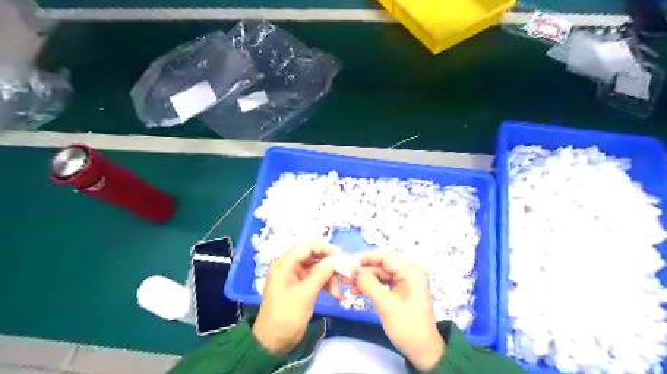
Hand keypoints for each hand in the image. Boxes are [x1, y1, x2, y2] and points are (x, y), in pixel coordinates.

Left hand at [251, 241, 340, 354]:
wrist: (273, 343)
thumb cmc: (286, 316)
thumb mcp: (305, 294)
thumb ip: (321, 273)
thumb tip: (336, 258)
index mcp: (285, 263)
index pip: (307, 246)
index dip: (325, 248)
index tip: (341, 257)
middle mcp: (289, 266)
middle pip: (314, 256)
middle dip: (330, 266)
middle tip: (344, 277)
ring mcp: (295, 276)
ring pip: (318, 268)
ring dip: (330, 278)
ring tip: (338, 293)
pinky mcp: (300, 286)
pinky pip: (316, 279)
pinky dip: (326, 284)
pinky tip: (336, 295)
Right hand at [351, 252, 444, 370]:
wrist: (423, 352)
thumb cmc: (407, 327)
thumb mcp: (385, 304)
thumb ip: (368, 284)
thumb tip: (352, 269)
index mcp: (410, 272)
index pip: (385, 257)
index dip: (365, 258)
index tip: (348, 263)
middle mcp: (409, 273)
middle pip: (382, 265)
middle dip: (363, 270)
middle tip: (345, 277)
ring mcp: (406, 283)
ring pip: (381, 274)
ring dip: (365, 279)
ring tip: (348, 286)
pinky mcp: (402, 291)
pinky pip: (384, 284)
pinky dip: (371, 287)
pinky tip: (358, 291)